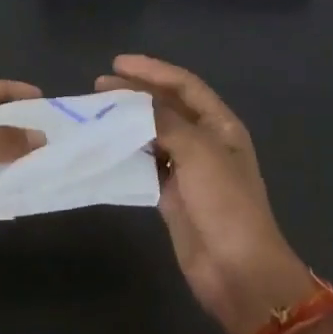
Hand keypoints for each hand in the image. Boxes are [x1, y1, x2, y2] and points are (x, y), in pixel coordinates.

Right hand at [97, 55, 315, 333]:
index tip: (118, 64)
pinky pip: (145, 164)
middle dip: (135, 93)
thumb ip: (166, 122)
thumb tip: (137, 103)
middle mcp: (205, 142)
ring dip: (127, 122)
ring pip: (153, 135)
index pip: (185, 85)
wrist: (237, 269)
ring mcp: (189, 170)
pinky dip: (126, 153)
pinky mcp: (172, 195)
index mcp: (220, 126)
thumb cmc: (224, 203)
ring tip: (96, 112)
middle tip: (98, 86)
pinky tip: (103, 147)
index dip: (153, 70)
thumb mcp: (198, 152)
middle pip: (167, 107)